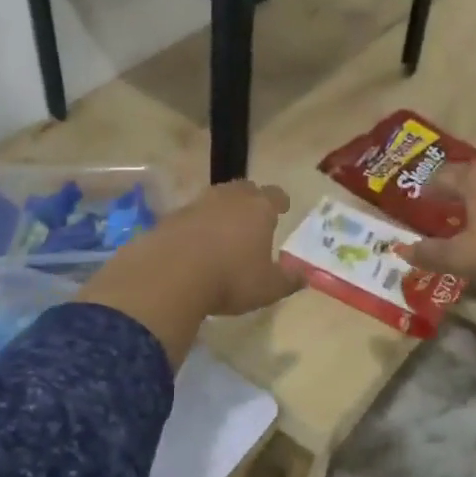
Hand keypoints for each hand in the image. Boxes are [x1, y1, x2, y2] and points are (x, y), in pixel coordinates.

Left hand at [108, 181, 301, 316]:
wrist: (170, 275)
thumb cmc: (231, 279)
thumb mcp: (268, 288)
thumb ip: (289, 280)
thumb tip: (305, 276)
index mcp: (259, 208)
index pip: (275, 195)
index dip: (280, 201)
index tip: (283, 207)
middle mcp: (229, 198)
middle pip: (244, 189)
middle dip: (250, 200)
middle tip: (253, 215)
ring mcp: (197, 204)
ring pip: (215, 198)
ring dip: (221, 210)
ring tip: (224, 230)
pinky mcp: (171, 217)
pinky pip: (191, 215)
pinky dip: (196, 225)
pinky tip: (195, 244)